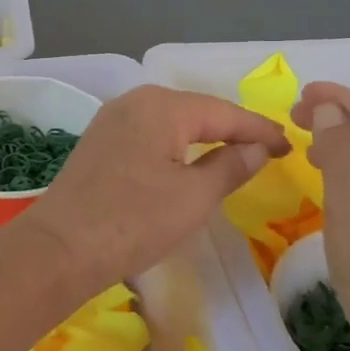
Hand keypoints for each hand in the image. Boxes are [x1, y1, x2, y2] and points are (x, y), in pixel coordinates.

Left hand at [25, 85, 290, 294]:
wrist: (59, 249)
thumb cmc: (133, 222)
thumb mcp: (193, 197)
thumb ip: (231, 165)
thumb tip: (257, 147)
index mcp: (161, 106)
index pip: (224, 112)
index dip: (259, 130)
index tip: (290, 146)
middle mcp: (134, 101)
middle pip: (196, 111)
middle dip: (232, 130)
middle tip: (268, 150)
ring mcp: (112, 120)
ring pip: (171, 123)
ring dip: (204, 138)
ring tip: (237, 154)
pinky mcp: (99, 143)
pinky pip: (150, 136)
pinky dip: (176, 147)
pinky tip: (188, 161)